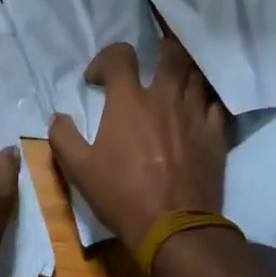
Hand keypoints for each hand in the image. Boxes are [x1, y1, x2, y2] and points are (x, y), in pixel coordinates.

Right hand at [49, 38, 227, 252]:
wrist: (174, 229)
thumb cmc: (122, 195)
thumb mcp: (78, 169)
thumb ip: (63, 136)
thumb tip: (58, 116)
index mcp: (129, 100)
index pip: (120, 55)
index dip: (105, 59)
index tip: (97, 80)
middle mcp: (165, 97)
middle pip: (171, 52)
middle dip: (160, 48)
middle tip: (152, 59)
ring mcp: (195, 113)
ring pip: (196, 75)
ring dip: (184, 72)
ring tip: (175, 80)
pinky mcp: (216, 134)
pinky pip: (216, 104)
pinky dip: (206, 101)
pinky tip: (199, 109)